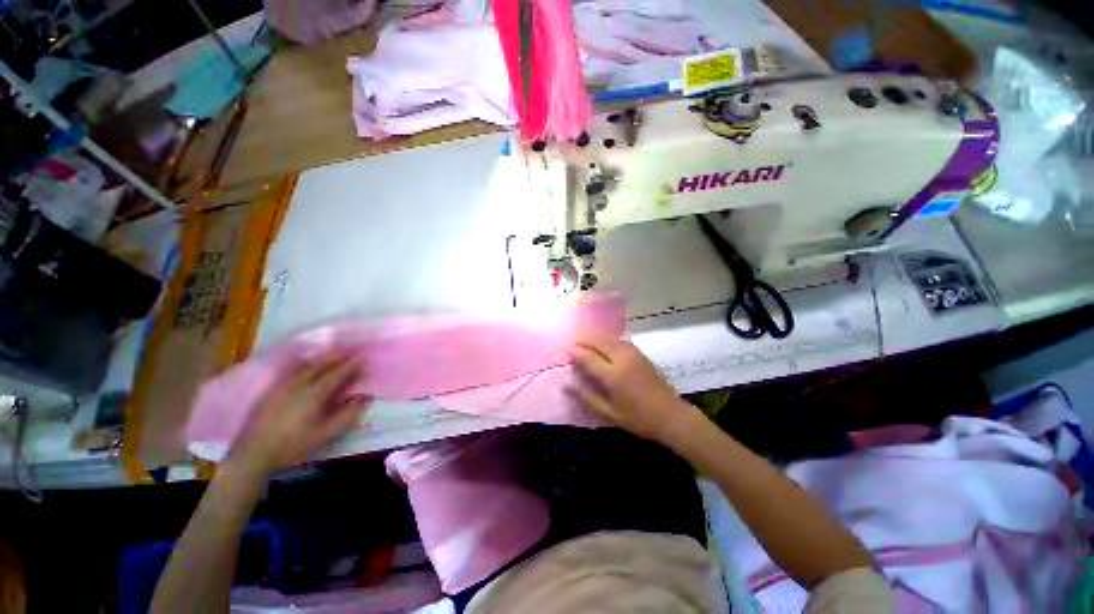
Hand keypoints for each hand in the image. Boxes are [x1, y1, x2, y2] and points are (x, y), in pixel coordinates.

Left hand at [228, 357, 369, 478]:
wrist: (254, 454)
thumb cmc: (294, 444)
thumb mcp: (326, 433)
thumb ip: (348, 414)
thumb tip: (365, 396)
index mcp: (315, 393)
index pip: (337, 374)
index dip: (351, 366)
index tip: (363, 358)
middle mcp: (299, 384)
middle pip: (322, 365)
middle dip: (338, 357)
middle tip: (351, 351)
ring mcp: (283, 385)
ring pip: (307, 366)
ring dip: (322, 358)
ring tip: (334, 353)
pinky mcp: (272, 390)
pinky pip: (293, 370)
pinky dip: (306, 363)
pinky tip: (308, 364)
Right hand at [569, 336, 704, 445]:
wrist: (671, 415)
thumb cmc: (638, 419)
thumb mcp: (609, 413)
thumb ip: (587, 397)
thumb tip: (567, 384)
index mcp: (613, 375)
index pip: (588, 356)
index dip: (575, 352)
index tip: (565, 350)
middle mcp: (622, 359)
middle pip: (598, 341)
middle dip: (583, 340)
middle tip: (573, 345)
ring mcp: (633, 353)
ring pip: (609, 337)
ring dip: (595, 338)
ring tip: (584, 343)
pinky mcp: (640, 353)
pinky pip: (618, 340)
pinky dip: (606, 339)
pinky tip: (602, 344)